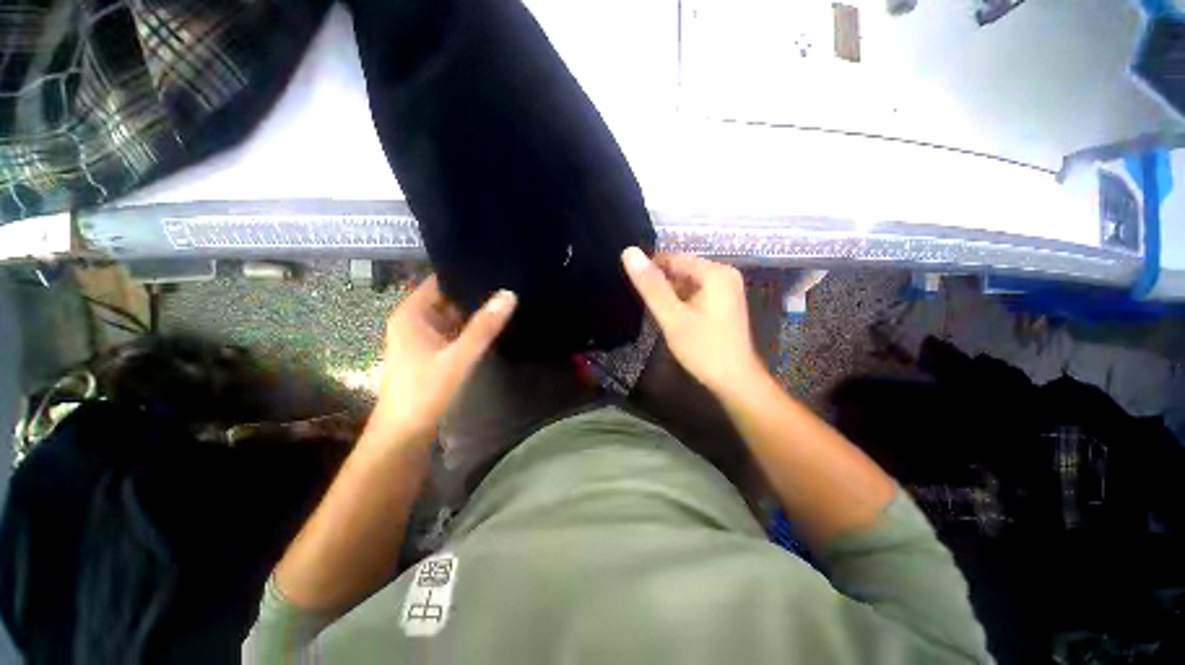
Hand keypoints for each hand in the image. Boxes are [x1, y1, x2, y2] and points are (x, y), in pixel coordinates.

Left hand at [371, 276, 516, 445]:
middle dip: (474, 293)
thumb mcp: (459, 356)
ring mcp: (423, 337)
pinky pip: (453, 332)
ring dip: (474, 312)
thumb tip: (509, 294)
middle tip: (507, 283)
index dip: (463, 274)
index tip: (493, 268)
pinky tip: (492, 324)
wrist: (405, 433)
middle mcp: (414, 321)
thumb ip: (484, 326)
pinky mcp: (431, 352)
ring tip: (505, 299)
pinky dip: (470, 328)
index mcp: (411, 314)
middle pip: (447, 298)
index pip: (439, 281)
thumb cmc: (425, 391)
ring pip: (452, 316)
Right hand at [622, 248, 763, 393]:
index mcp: (715, 272)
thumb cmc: (703, 349)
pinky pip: (695, 293)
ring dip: (669, 294)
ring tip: (654, 311)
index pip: (673, 258)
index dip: (649, 270)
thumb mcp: (672, 317)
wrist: (735, 381)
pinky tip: (671, 316)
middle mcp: (724, 274)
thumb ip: (651, 286)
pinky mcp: (723, 302)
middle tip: (643, 304)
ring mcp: (725, 288)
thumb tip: (629, 252)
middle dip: (660, 284)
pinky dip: (680, 301)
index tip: (631, 286)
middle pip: (681, 269)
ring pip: (686, 282)